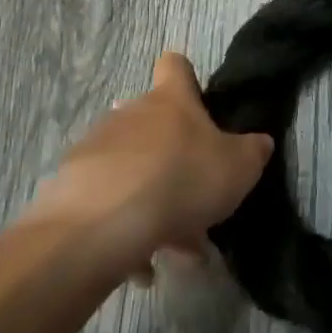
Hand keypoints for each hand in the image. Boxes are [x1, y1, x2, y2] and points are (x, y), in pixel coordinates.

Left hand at [25, 52, 271, 280]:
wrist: (104, 222)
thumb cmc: (182, 179)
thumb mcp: (238, 167)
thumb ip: (252, 151)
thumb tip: (259, 143)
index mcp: (171, 101)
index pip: (175, 66)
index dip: (186, 78)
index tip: (197, 102)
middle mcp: (130, 113)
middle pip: (153, 124)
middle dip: (172, 160)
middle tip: (194, 203)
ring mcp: (97, 147)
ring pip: (132, 169)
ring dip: (151, 200)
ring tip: (170, 247)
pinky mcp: (71, 186)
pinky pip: (106, 204)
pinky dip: (124, 230)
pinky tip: (140, 266)